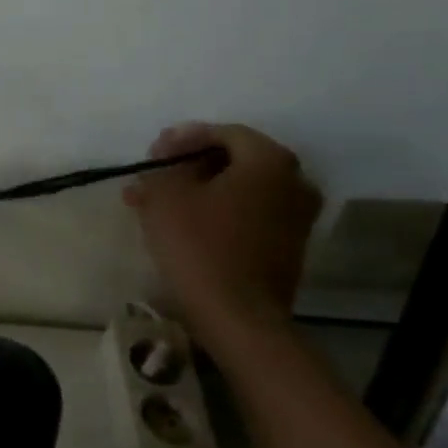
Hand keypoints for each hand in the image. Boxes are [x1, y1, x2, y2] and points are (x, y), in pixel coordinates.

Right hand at [124, 123, 322, 341]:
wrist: (237, 314)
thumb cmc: (199, 245)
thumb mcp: (165, 196)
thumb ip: (162, 168)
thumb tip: (165, 161)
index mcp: (269, 160)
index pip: (224, 133)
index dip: (183, 138)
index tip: (152, 153)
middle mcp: (294, 181)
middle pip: (234, 160)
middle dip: (189, 166)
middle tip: (154, 176)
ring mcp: (296, 216)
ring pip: (238, 190)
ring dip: (198, 190)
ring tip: (156, 202)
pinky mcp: (287, 246)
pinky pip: (247, 215)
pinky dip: (216, 212)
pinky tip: (181, 224)